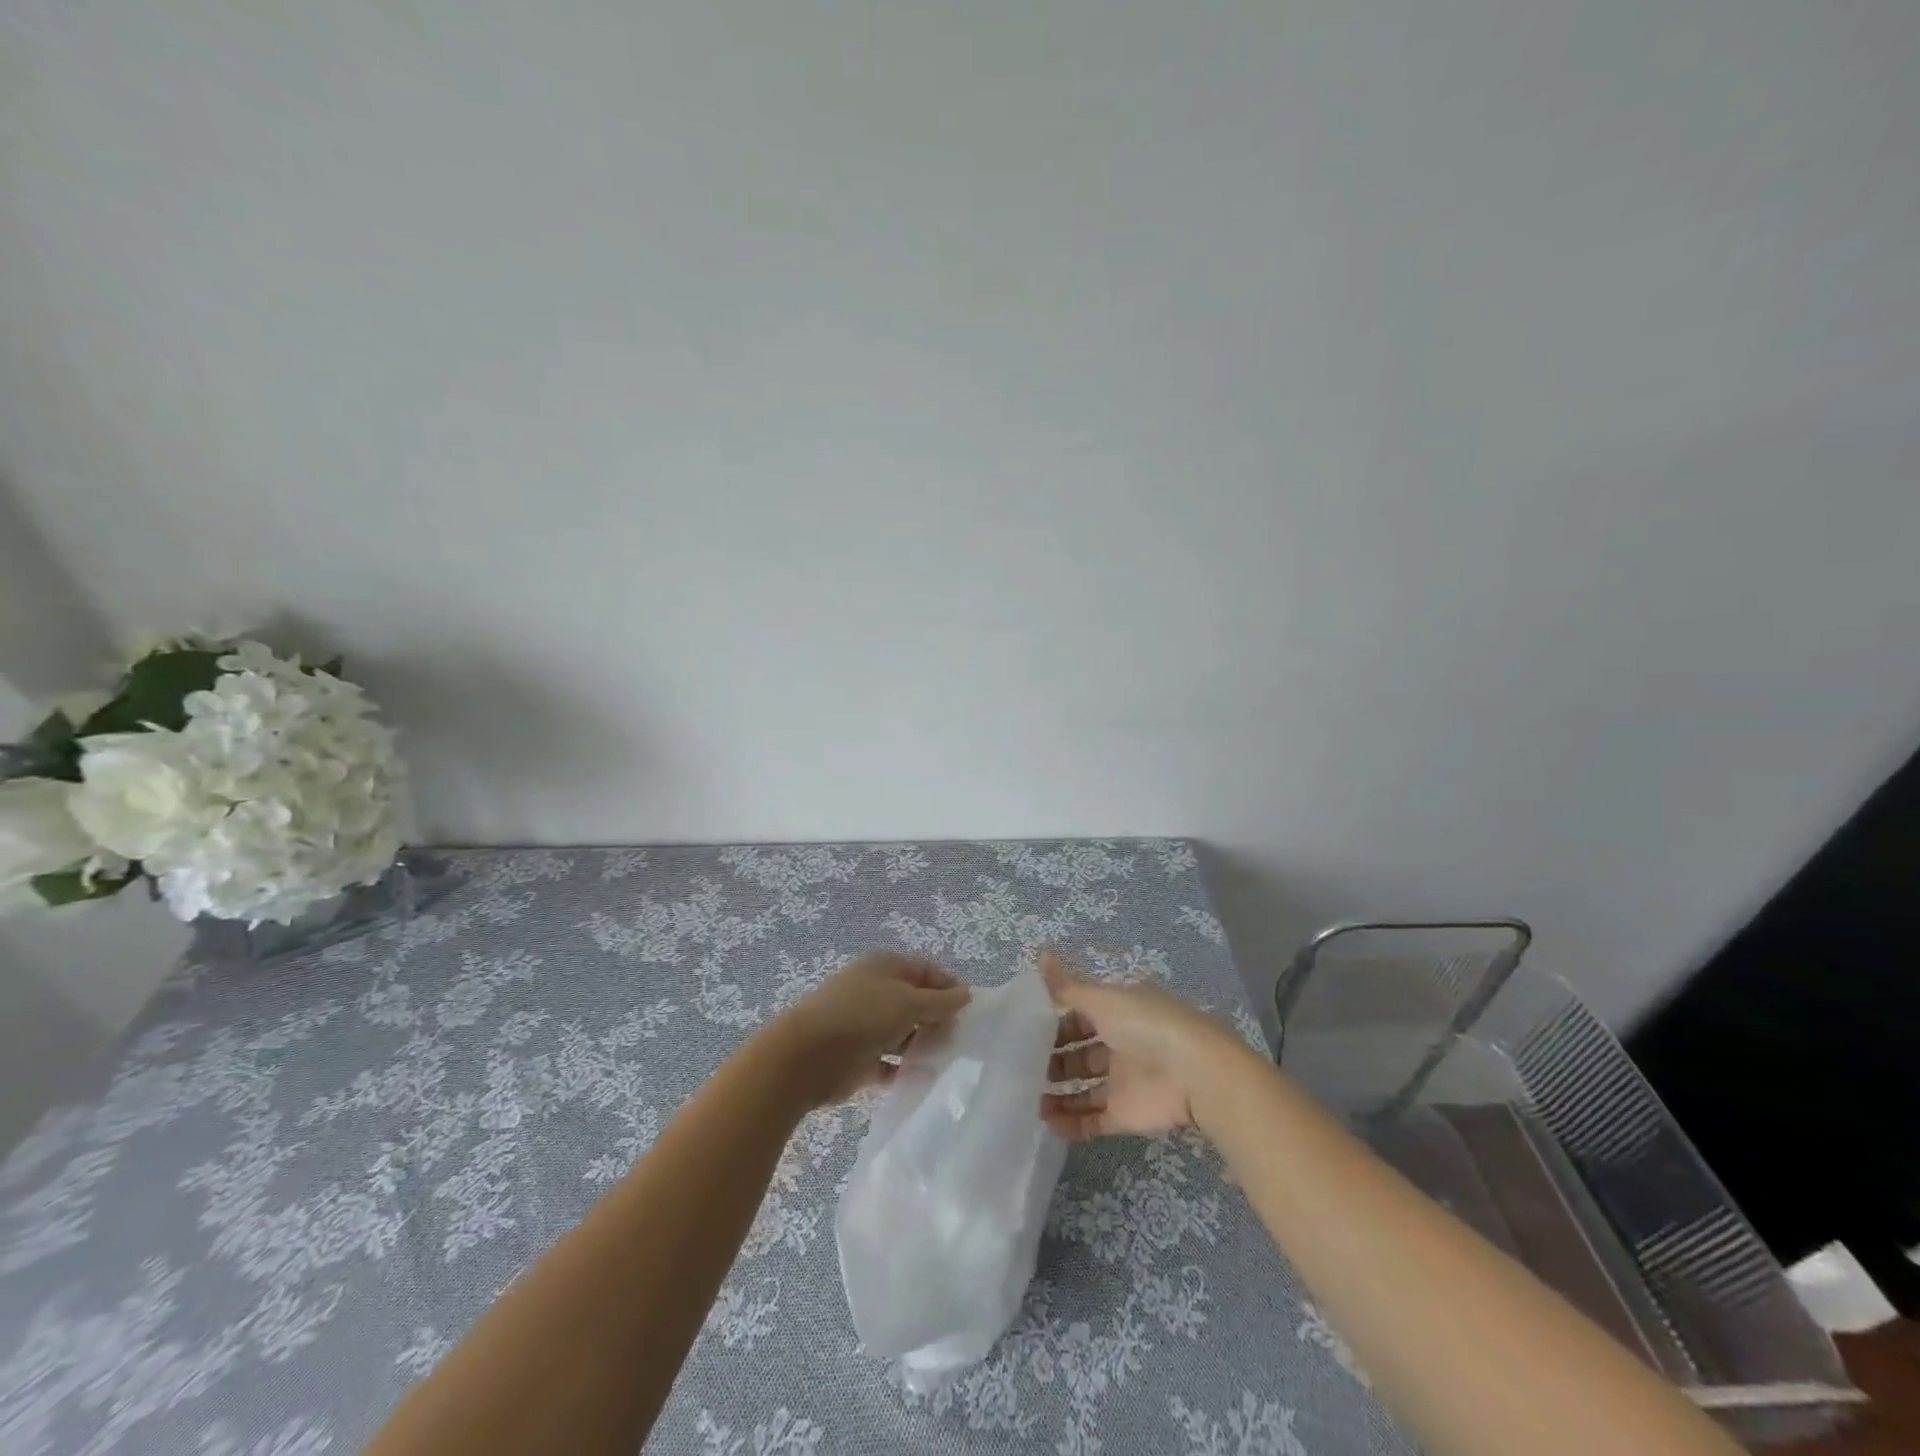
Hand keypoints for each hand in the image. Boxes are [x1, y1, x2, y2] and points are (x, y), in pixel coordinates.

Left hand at [772, 951, 970, 1107]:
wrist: (806, 1056)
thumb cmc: (862, 1016)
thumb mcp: (909, 1003)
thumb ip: (941, 1002)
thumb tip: (966, 994)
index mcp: (885, 966)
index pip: (926, 971)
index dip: (949, 988)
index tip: (968, 1012)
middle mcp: (875, 990)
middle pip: (916, 1002)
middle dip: (937, 1019)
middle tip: (956, 1040)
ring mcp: (865, 1024)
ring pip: (903, 1032)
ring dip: (922, 1045)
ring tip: (942, 1060)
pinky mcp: (858, 1057)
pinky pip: (889, 1062)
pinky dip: (904, 1069)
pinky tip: (921, 1079)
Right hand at [1039, 951, 1238, 1140]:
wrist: (1193, 1074)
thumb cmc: (1144, 1025)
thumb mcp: (1102, 999)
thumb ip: (1067, 987)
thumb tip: (1041, 953)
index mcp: (1118, 1012)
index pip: (1080, 1015)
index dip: (1054, 1022)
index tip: (1024, 1030)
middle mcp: (1120, 1044)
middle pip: (1080, 1052)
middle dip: (1052, 1060)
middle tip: (1019, 1066)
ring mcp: (1123, 1081)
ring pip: (1083, 1088)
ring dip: (1057, 1094)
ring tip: (1026, 1099)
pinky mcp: (1126, 1114)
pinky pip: (1093, 1120)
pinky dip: (1072, 1123)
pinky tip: (1046, 1123)